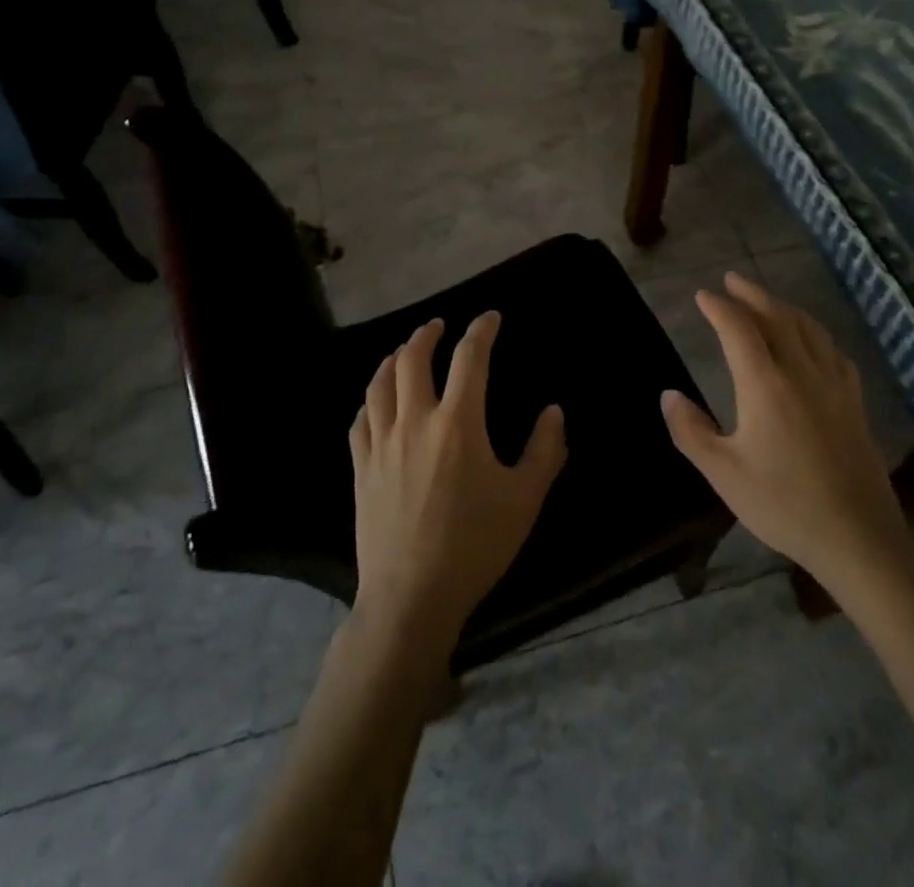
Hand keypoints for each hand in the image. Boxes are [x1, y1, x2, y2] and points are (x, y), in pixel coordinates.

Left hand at [348, 313, 567, 664]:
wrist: (412, 596)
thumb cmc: (475, 545)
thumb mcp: (525, 499)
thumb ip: (545, 450)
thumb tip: (553, 411)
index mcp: (457, 423)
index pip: (469, 358)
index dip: (481, 330)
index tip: (490, 317)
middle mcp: (415, 421)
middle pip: (412, 359)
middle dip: (426, 334)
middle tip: (438, 326)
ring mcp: (382, 443)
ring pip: (380, 383)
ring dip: (394, 359)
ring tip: (405, 352)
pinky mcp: (361, 468)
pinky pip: (361, 419)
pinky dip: (371, 399)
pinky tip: (376, 401)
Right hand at [661, 273, 903, 586]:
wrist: (858, 537)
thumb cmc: (783, 504)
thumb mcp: (723, 473)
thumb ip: (691, 431)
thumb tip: (668, 395)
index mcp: (765, 384)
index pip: (738, 329)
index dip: (719, 307)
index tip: (702, 295)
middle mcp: (801, 372)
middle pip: (776, 317)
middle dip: (751, 295)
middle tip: (731, 280)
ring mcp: (833, 384)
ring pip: (808, 328)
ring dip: (783, 306)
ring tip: (766, 300)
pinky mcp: (853, 402)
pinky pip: (832, 350)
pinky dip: (814, 332)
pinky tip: (812, 340)